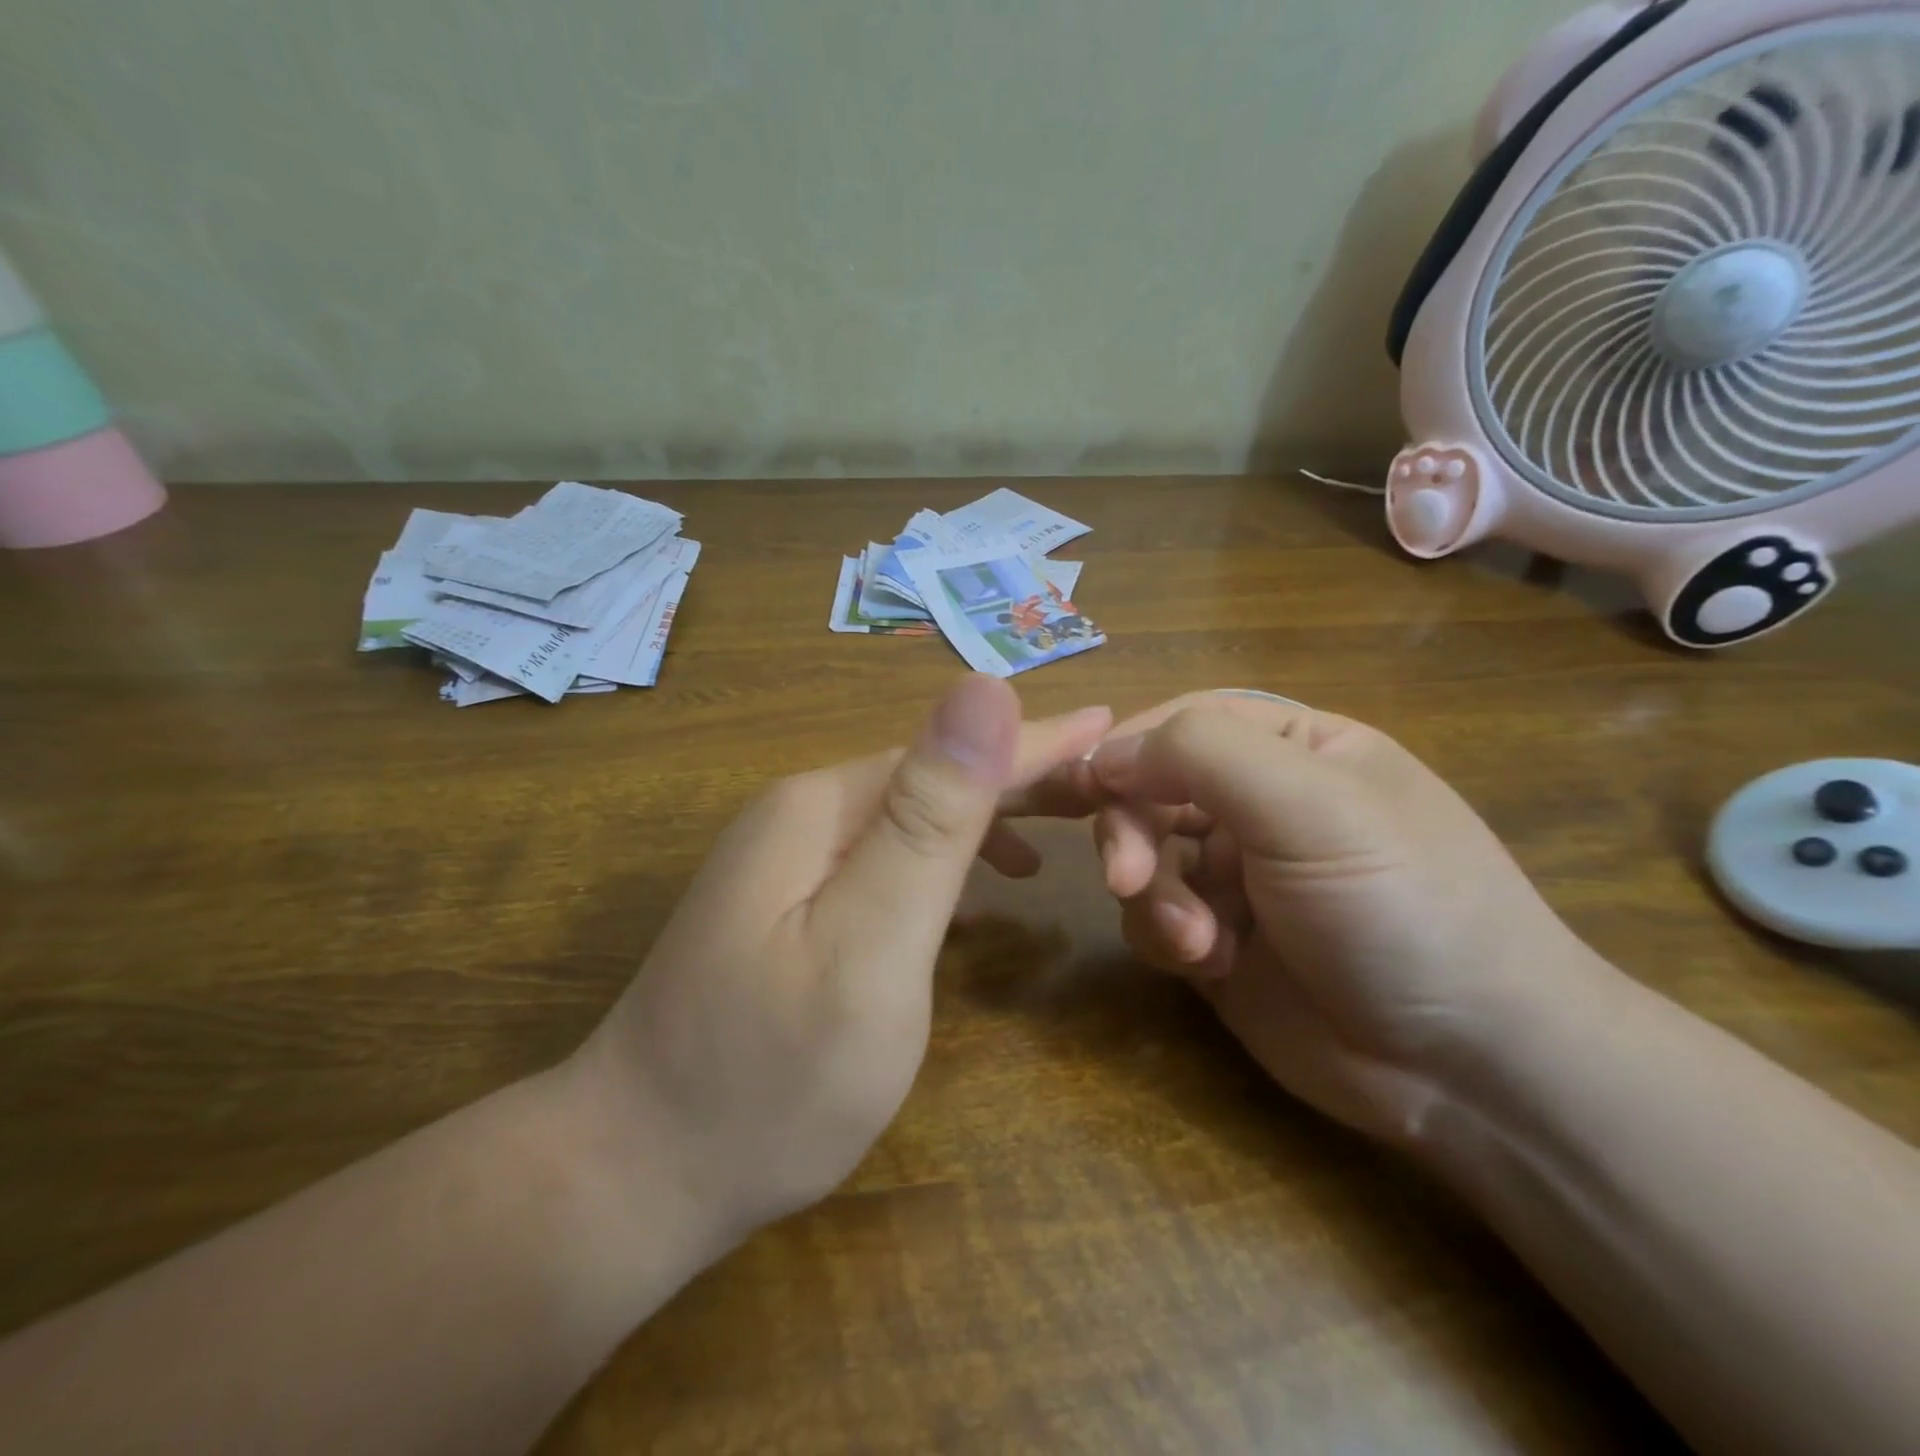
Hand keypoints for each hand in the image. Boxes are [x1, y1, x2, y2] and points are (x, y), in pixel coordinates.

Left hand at [569, 676, 1110, 1241]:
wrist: (637, 1172)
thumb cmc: (772, 1076)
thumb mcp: (871, 945)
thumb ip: (930, 818)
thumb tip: (983, 687)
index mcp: (826, 807)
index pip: (957, 751)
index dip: (1043, 741)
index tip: (1116, 727)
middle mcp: (804, 813)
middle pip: (935, 775)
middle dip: (1024, 776)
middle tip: (1106, 789)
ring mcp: (789, 860)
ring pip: (914, 815)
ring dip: (989, 817)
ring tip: (1060, 836)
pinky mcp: (790, 904)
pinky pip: (889, 857)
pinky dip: (946, 860)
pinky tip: (978, 886)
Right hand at [1082, 692, 1599, 1144]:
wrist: (1469, 1068)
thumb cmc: (1401, 906)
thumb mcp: (1311, 806)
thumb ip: (1202, 754)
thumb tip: (1104, 753)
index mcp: (1291, 748)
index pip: (1182, 723)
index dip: (1129, 751)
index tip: (1088, 790)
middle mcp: (1256, 804)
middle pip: (1149, 792)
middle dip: (1134, 836)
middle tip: (1131, 880)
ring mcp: (1233, 875)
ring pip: (1142, 859)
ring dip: (1155, 898)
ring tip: (1199, 943)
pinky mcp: (1214, 939)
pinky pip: (1151, 918)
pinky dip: (1166, 939)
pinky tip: (1211, 966)